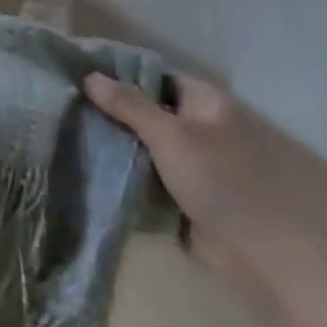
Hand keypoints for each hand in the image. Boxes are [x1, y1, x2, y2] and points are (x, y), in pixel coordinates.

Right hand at [84, 71, 326, 307]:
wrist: (261, 253)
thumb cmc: (221, 181)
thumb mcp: (171, 135)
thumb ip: (129, 105)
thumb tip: (89, 75)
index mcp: (204, 102)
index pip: (154, 75)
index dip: (118, 73)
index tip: (77, 73)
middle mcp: (197, 125)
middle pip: (145, 108)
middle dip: (110, 109)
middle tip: (65, 104)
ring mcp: (189, 159)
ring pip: (141, 141)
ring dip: (113, 141)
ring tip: (67, 129)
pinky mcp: (181, 190)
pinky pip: (144, 170)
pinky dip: (122, 168)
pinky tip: (87, 162)